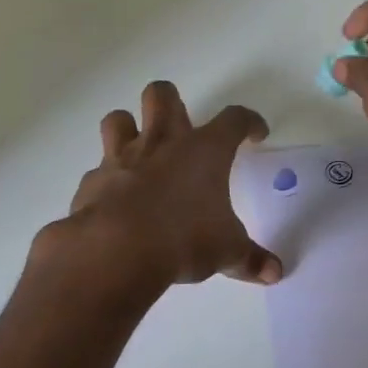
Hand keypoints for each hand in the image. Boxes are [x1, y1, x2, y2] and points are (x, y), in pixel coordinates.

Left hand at [38, 80, 282, 294]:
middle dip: (173, 101)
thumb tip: (275, 273)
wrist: (116, 250)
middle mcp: (162, 142)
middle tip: (183, 126)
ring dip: (129, 127)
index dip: (248, 122)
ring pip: (119, 118)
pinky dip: (109, 178)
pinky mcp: (93, 182)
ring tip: (141, 148)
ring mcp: (122, 158)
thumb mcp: (227, 252)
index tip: (255, 133)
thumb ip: (250, 259)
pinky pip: (100, 169)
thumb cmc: (184, 240)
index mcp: (204, 150)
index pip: (234, 119)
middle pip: (162, 95)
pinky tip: (117, 198)